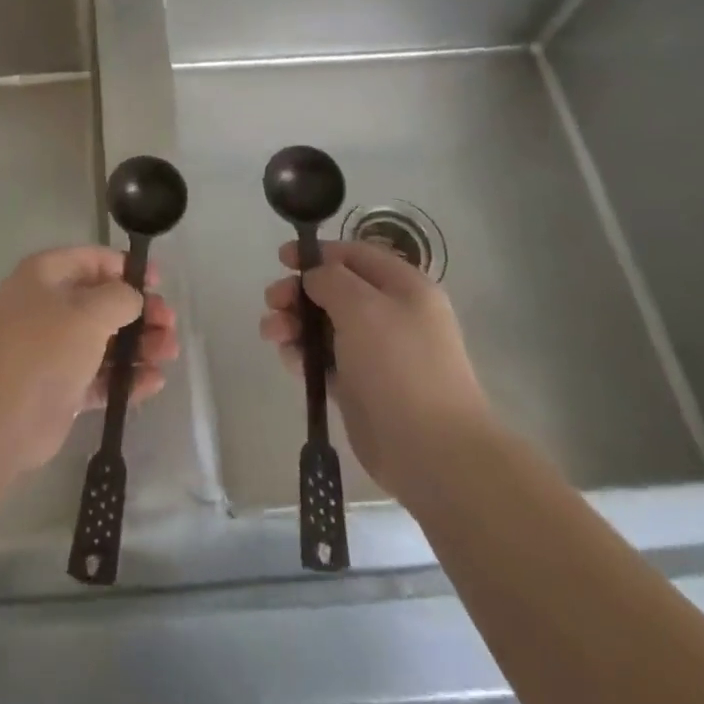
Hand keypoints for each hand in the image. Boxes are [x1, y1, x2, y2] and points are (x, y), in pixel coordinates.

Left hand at [0, 246, 179, 475]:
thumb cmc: (43, 349)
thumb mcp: (89, 312)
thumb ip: (121, 298)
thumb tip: (133, 298)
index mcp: (46, 275)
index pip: (93, 260)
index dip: (127, 269)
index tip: (158, 283)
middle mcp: (48, 307)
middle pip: (103, 303)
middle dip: (140, 313)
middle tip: (169, 325)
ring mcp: (53, 350)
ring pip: (105, 341)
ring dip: (139, 346)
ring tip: (169, 353)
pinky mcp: (60, 388)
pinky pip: (100, 377)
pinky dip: (126, 378)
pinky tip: (154, 382)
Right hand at [259, 240, 488, 495]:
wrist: (431, 451)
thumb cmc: (399, 365)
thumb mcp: (363, 306)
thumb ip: (330, 279)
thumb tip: (314, 278)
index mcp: (404, 288)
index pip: (356, 255)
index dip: (318, 253)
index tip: (282, 259)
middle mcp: (392, 315)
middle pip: (335, 290)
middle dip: (299, 292)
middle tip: (272, 301)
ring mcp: (376, 353)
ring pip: (325, 326)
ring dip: (294, 323)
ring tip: (272, 334)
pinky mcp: (361, 387)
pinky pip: (325, 360)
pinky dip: (304, 355)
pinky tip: (289, 359)